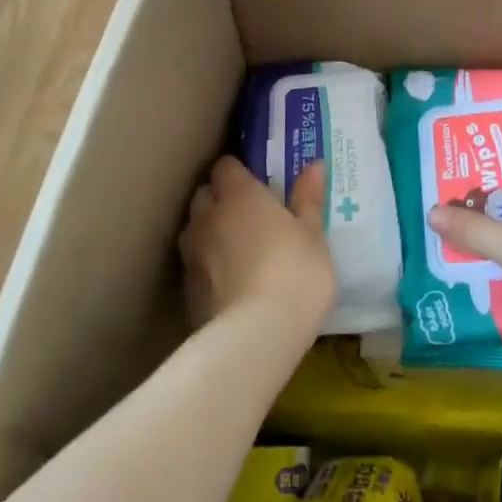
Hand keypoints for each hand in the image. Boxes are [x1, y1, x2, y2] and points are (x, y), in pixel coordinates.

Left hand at [179, 156, 335, 333]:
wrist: (257, 336)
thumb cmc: (295, 273)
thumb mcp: (313, 235)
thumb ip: (309, 198)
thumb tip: (315, 165)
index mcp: (239, 194)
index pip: (226, 166)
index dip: (238, 171)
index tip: (256, 181)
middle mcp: (209, 216)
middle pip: (205, 194)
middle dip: (220, 198)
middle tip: (248, 213)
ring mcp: (192, 253)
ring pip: (194, 229)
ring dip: (209, 231)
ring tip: (235, 247)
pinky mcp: (186, 289)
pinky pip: (194, 265)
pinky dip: (207, 266)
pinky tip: (228, 282)